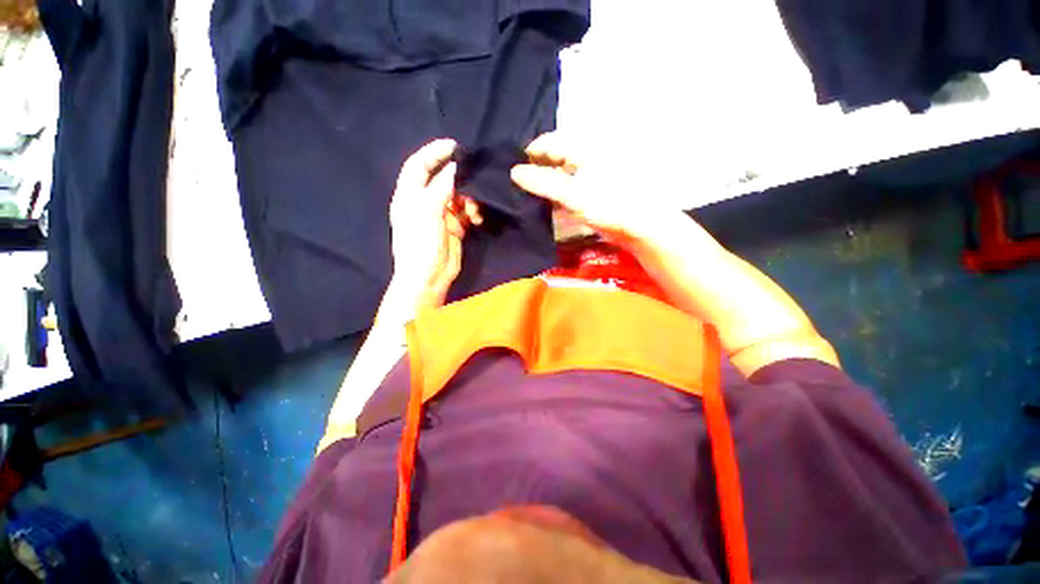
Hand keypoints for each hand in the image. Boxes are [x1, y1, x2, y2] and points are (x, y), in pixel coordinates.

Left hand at [389, 139, 482, 310]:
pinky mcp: (455, 228)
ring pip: (458, 197)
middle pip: (443, 180)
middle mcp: (425, 202)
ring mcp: (441, 216)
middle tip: (475, 181)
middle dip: (459, 180)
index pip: (419, 165)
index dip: (434, 152)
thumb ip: (442, 187)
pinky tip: (476, 220)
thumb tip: (456, 167)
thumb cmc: (421, 244)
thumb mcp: (428, 212)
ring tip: (474, 211)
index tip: (455, 146)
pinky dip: (473, 213)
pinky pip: (466, 213)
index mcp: (410, 195)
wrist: (428, 277)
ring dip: (469, 200)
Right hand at [510, 132, 666, 247]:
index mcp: (584, 147)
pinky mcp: (590, 191)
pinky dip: (555, 194)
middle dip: (536, 168)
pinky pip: (567, 187)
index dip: (531, 154)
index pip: (550, 142)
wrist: (639, 226)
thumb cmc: (608, 204)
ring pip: (560, 173)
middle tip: (517, 183)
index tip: (513, 170)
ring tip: (526, 194)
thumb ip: (543, 182)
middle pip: (554, 157)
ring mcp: (589, 174)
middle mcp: (586, 156)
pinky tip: (545, 203)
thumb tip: (514, 172)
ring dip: (544, 182)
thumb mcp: (572, 193)